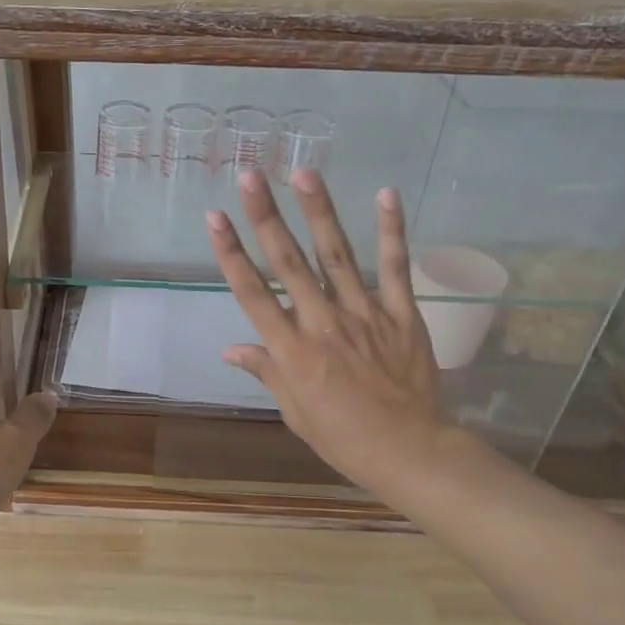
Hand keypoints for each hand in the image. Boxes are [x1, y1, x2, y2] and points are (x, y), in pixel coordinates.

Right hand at [206, 169, 470, 498]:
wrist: (409, 451)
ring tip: (304, 172)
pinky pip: (395, 267)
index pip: (252, 293)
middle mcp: (322, 323)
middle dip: (266, 217)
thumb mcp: (294, 410)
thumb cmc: (343, 437)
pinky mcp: (401, 314)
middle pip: (289, 263)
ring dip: (319, 211)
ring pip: (337, 255)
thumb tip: (230, 349)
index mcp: (291, 351)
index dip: (231, 253)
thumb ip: (266, 371)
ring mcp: (364, 314)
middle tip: (251, 177)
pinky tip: (385, 194)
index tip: (215, 218)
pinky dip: (392, 230)